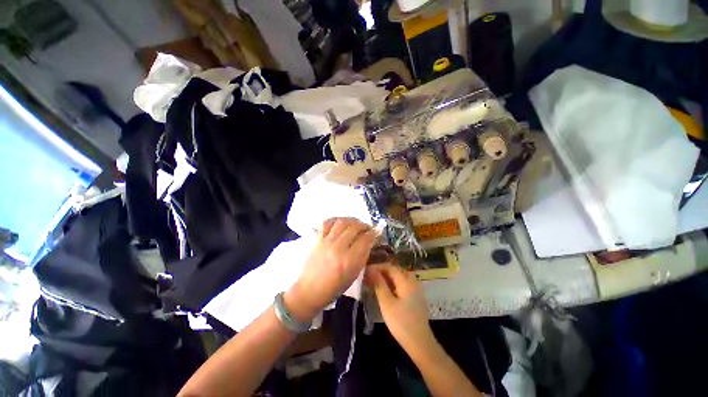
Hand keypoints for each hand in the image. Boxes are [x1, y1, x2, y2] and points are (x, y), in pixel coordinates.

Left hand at [285, 218, 376, 322]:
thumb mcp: (354, 275)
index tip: (375, 233)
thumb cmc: (334, 287)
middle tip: (367, 228)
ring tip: (356, 223)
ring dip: (352, 220)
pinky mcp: (318, 239)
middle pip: (354, 228)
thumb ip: (363, 256)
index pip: (365, 240)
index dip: (372, 234)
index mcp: (349, 261)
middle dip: (364, 225)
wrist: (310, 290)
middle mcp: (338, 248)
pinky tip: (341, 222)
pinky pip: (327, 223)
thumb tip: (369, 241)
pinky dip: (336, 219)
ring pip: (342, 222)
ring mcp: (326, 242)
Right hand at [365, 264, 433, 351]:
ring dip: (388, 278)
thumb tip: (370, 269)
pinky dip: (394, 284)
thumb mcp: (386, 303)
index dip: (378, 267)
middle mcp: (412, 282)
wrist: (420, 343)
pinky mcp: (416, 298)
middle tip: (370, 277)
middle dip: (383, 272)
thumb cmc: (401, 323)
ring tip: (376, 283)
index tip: (366, 271)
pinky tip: (387, 292)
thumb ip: (379, 284)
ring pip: (400, 278)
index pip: (390, 267)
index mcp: (406, 281)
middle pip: (396, 271)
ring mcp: (416, 290)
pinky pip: (403, 285)